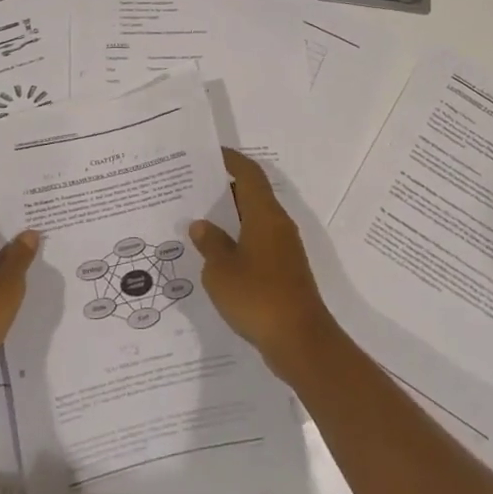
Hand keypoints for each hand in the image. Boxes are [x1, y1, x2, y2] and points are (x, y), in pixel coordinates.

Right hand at [190, 149, 335, 379]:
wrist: (300, 341)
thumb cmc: (258, 296)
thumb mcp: (221, 270)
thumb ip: (210, 244)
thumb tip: (201, 225)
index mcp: (265, 214)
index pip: (249, 174)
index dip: (230, 160)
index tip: (209, 153)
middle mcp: (278, 225)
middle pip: (251, 195)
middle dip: (223, 189)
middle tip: (192, 189)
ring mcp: (284, 249)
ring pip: (254, 220)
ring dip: (230, 218)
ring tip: (197, 221)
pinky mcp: (284, 271)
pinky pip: (257, 243)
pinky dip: (237, 241)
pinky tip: (216, 257)